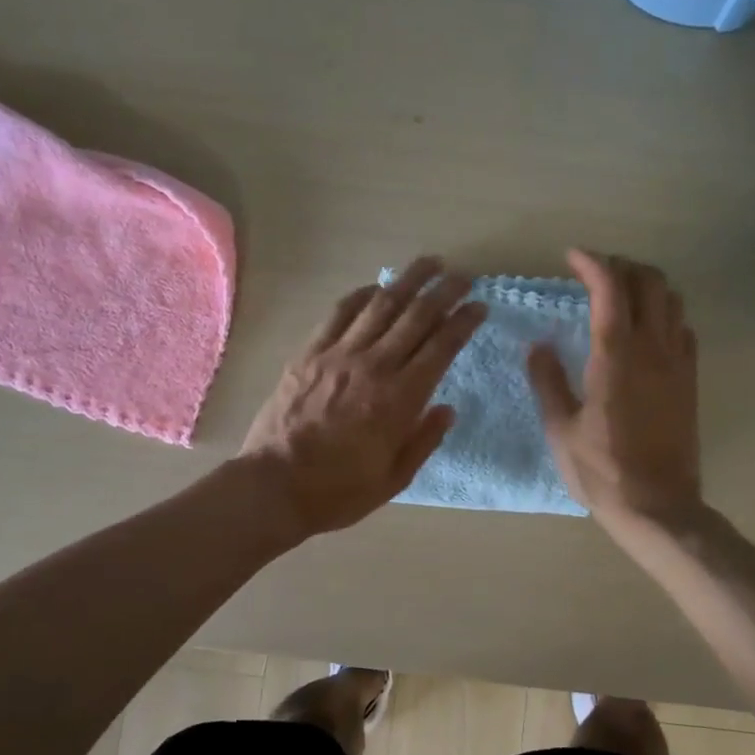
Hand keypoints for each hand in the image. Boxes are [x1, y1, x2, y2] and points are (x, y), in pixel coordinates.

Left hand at [241, 256, 485, 536]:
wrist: (274, 486)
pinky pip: (340, 313)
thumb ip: (424, 440)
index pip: (442, 347)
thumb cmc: (339, 490)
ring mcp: (338, 355)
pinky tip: (375, 288)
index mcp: (400, 399)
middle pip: (416, 316)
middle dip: (444, 291)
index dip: (464, 322)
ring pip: (381, 305)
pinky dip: (361, 295)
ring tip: (428, 263)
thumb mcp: (394, 478)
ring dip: (408, 280)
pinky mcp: (309, 353)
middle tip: (463, 275)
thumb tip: (448, 408)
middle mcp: (374, 366)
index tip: (479, 306)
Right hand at [528, 250, 701, 533]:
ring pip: (673, 301)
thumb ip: (548, 381)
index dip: (592, 263)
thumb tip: (539, 346)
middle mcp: (653, 349)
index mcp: (615, 356)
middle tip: (595, 274)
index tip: (571, 257)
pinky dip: (665, 315)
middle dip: (622, 266)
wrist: (658, 506)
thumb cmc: (601, 471)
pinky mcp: (690, 382)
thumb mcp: (561, 429)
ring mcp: (677, 364)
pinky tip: (646, 332)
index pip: (609, 288)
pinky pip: (684, 330)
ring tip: (620, 297)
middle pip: (649, 282)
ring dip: (647, 287)